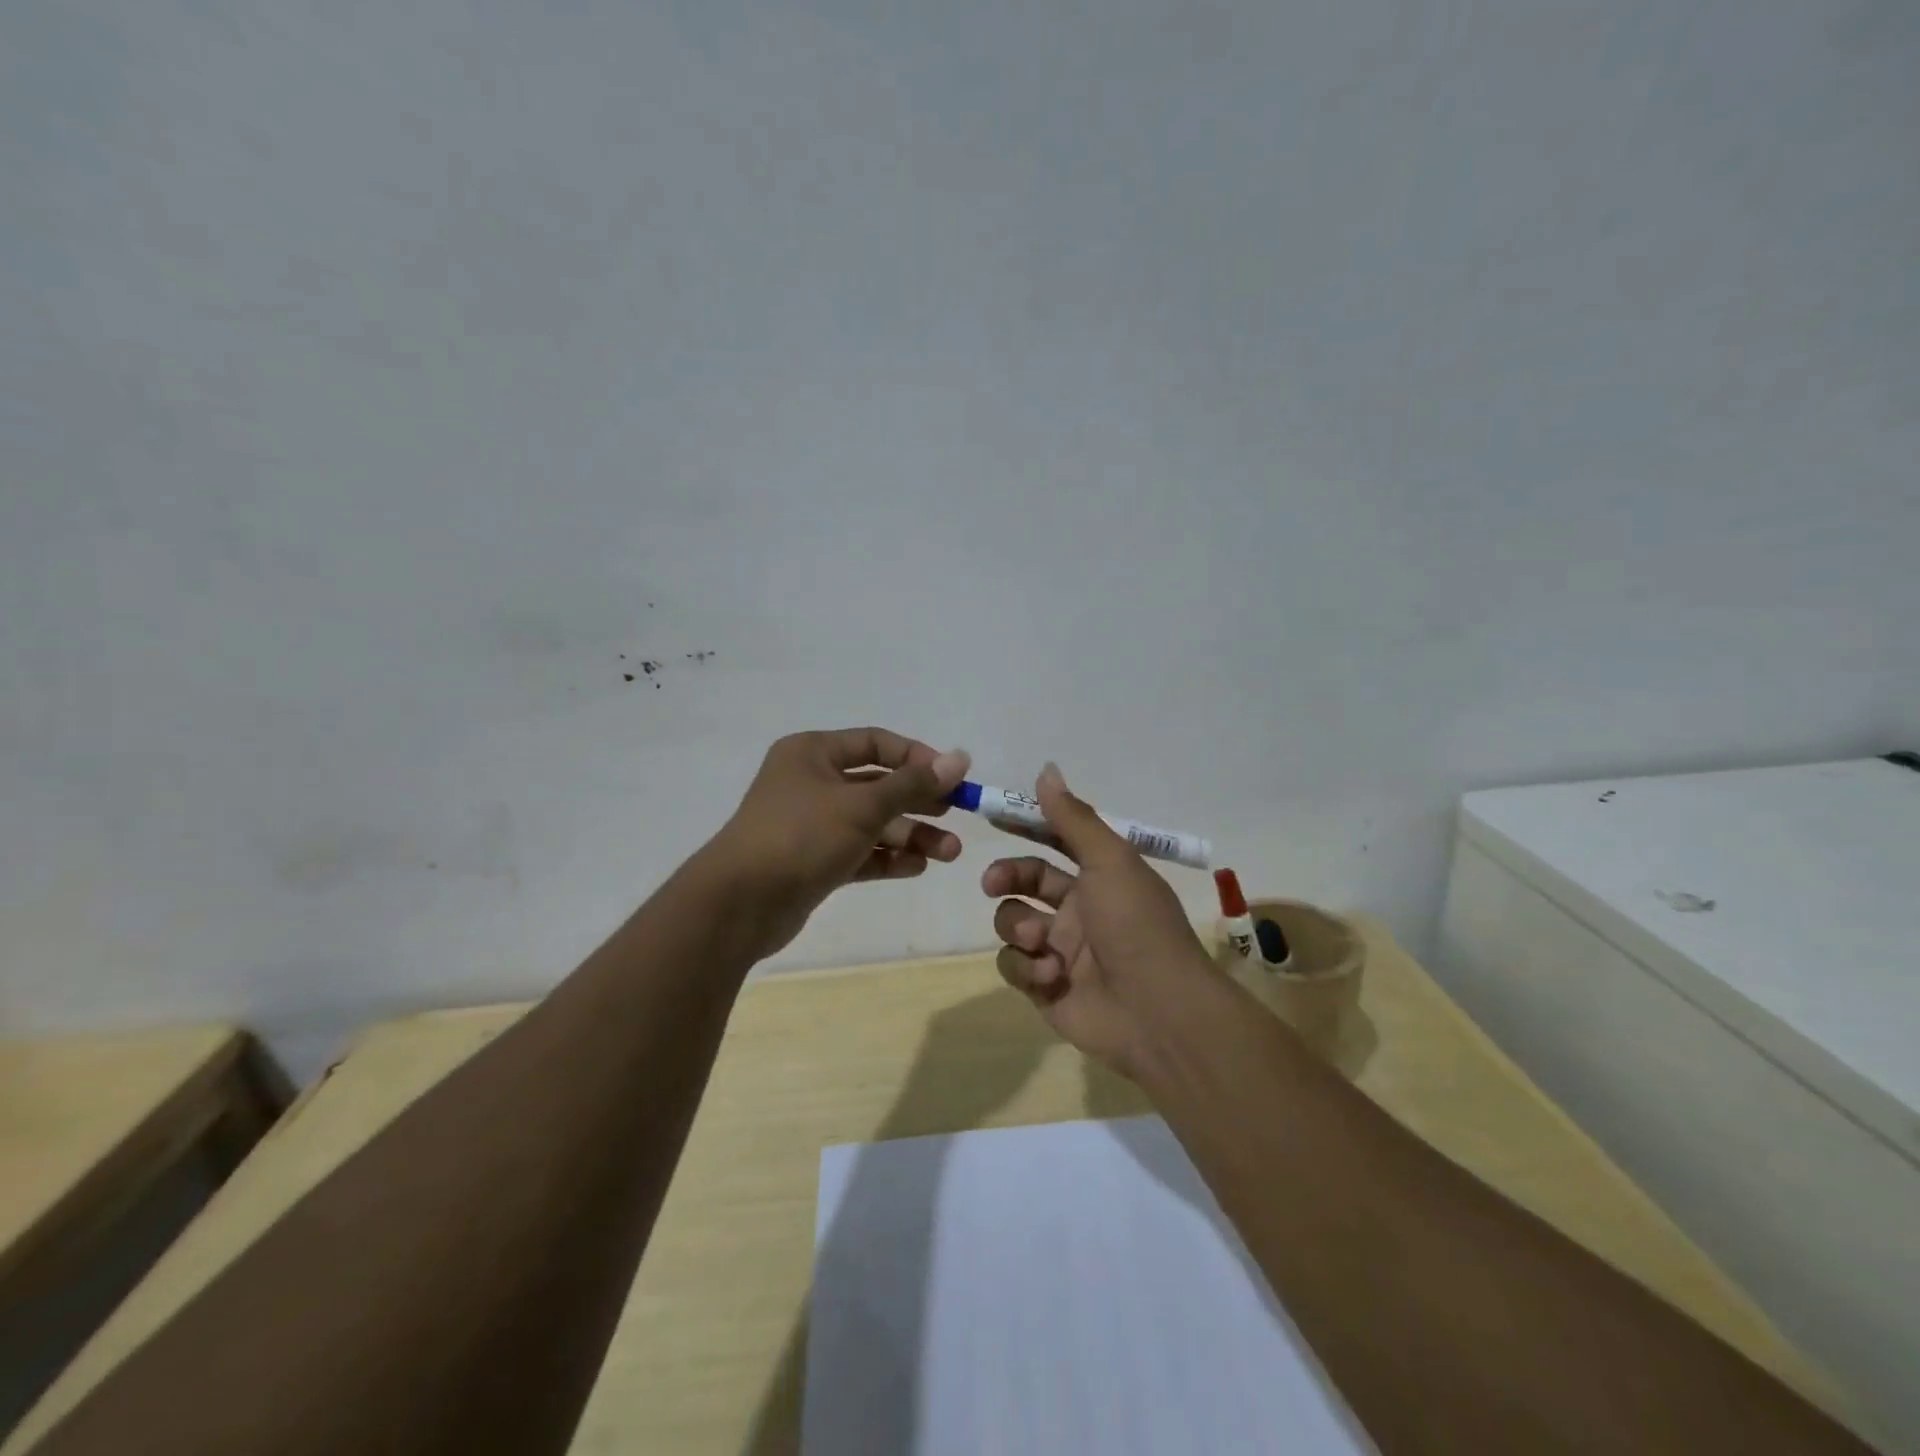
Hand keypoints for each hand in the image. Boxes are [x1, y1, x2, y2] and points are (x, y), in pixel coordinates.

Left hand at [707, 727, 970, 958]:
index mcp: (813, 753)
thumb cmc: (801, 837)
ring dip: (910, 835)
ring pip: (871, 823)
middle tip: (958, 817)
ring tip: (948, 854)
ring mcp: (812, 824)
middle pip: (878, 786)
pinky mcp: (814, 861)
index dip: (917, 757)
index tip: (952, 778)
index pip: (876, 743)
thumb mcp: (862, 805)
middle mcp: (812, 782)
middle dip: (920, 803)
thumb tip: (961, 758)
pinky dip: (887, 858)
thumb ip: (913, 784)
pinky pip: (859, 852)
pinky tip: (917, 867)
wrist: (739, 904)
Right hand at [982, 763, 1226, 1079]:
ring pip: (1013, 922)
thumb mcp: (1109, 861)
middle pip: (1026, 881)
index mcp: (1099, 876)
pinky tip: (1050, 975)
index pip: (1055, 841)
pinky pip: (1014, 965)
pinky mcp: (1045, 987)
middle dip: (1006, 877)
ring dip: (1018, 926)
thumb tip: (1046, 769)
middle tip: (991, 882)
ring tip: (1039, 940)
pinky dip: (1026, 966)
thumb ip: (1073, 818)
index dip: (1026, 827)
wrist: (1157, 1011)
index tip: (993, 815)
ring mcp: (1060, 950)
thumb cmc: (1136, 925)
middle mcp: (1079, 909)